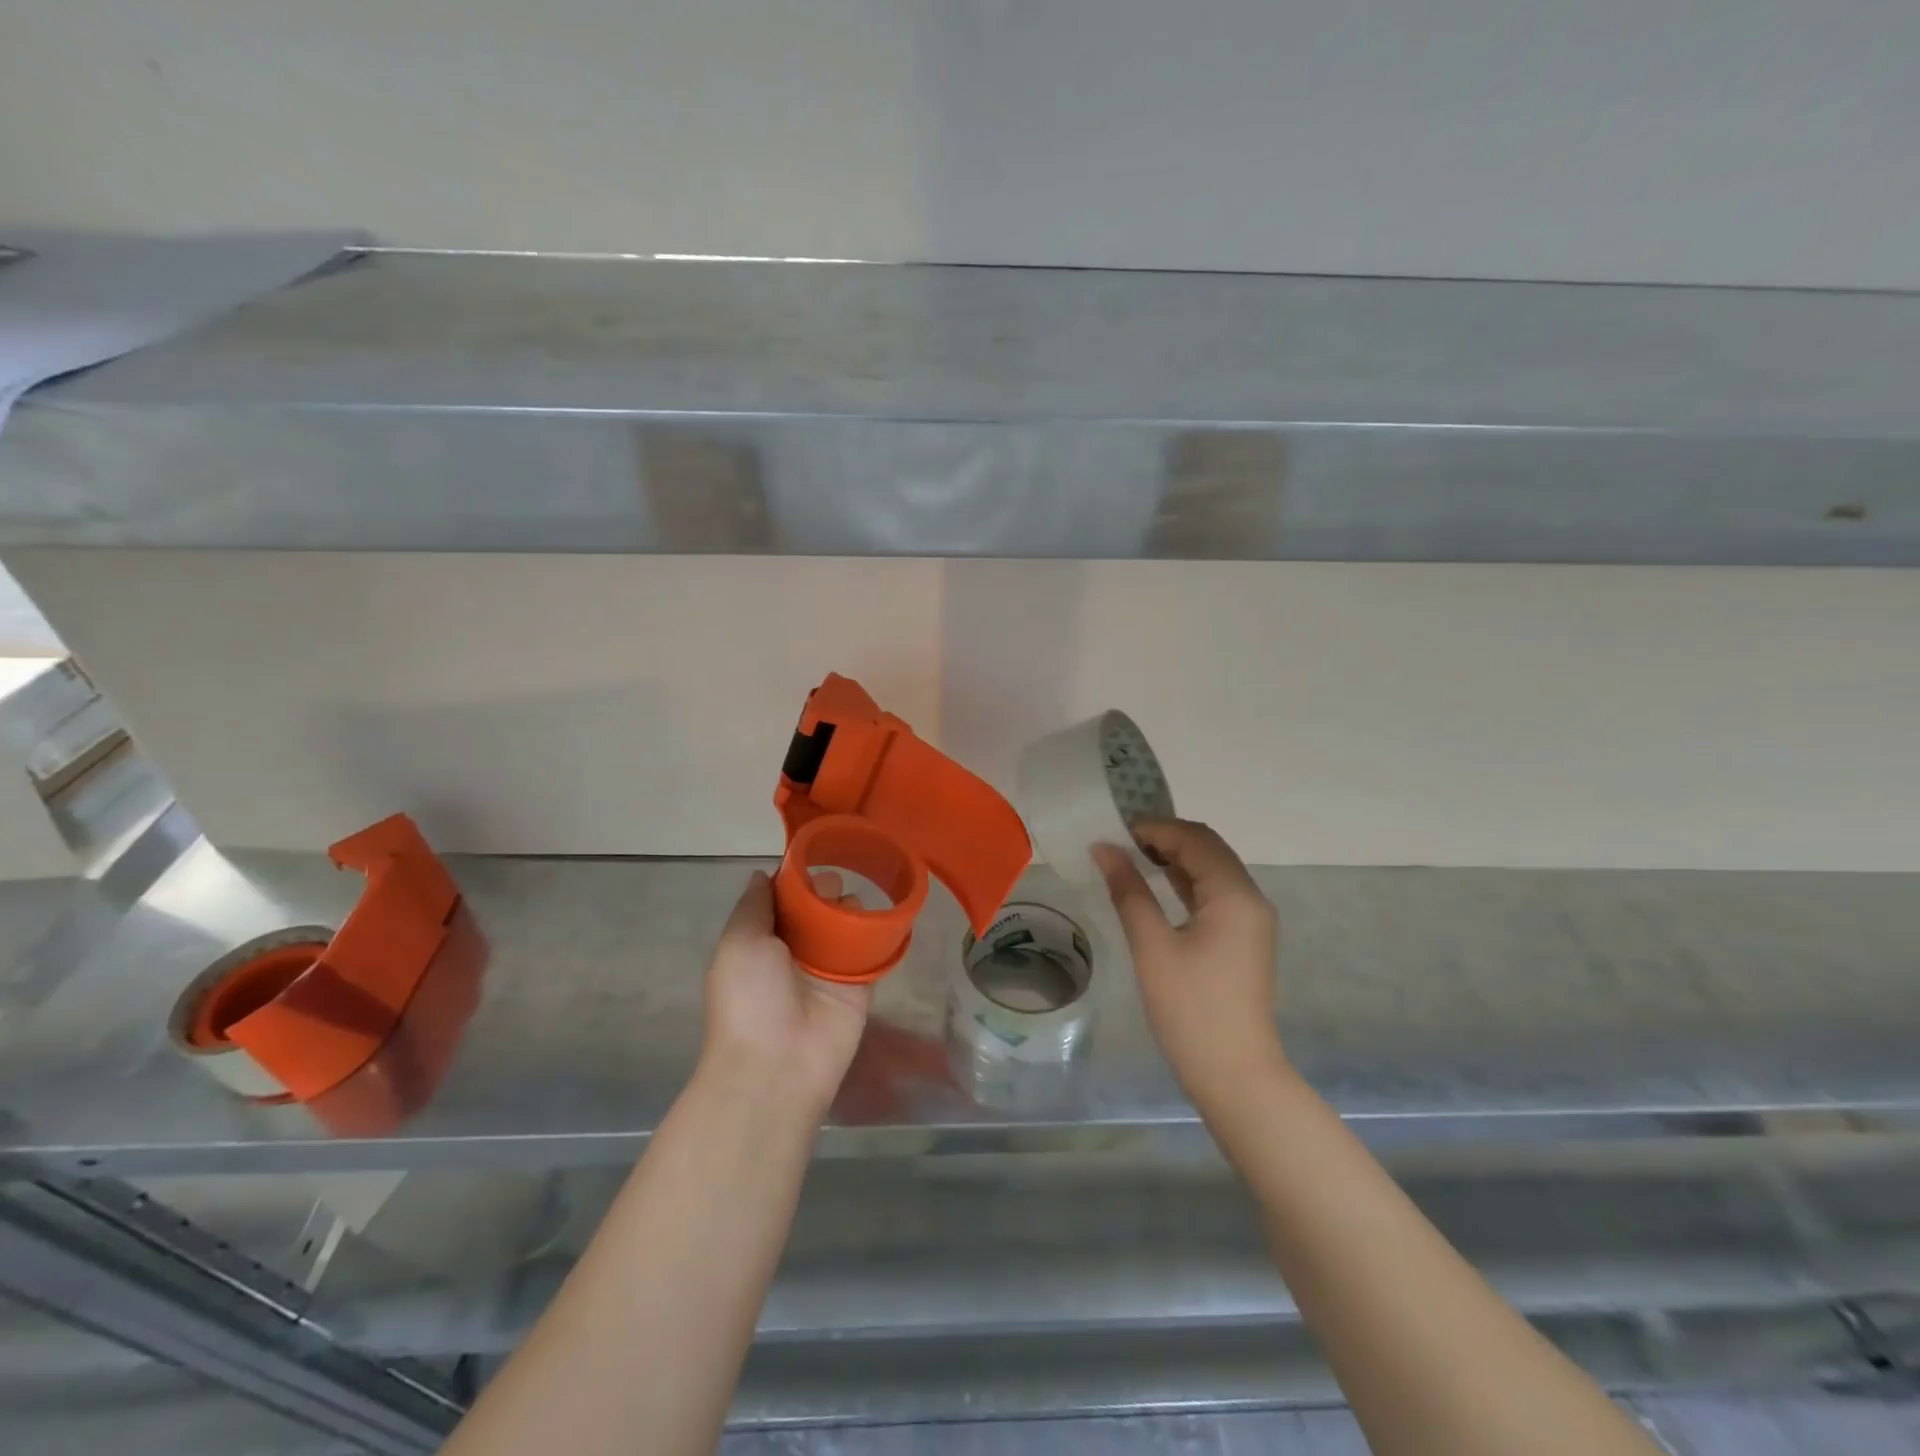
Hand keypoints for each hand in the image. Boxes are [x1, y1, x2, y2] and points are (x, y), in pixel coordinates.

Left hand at [700, 870, 872, 1114]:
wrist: (777, 1065)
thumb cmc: (749, 998)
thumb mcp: (739, 942)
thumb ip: (753, 905)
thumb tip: (762, 874)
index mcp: (762, 942)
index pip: (783, 900)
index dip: (795, 879)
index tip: (809, 858)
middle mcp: (796, 952)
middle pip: (817, 908)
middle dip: (825, 889)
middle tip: (832, 885)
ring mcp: (829, 968)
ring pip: (846, 924)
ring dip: (851, 907)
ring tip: (851, 905)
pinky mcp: (860, 985)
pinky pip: (871, 950)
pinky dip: (878, 932)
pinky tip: (882, 916)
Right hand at [1092, 819, 1285, 1111]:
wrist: (1235, 1074)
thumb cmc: (1190, 1009)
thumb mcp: (1152, 946)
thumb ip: (1128, 890)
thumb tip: (1104, 848)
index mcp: (1233, 894)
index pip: (1194, 839)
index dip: (1153, 828)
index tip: (1112, 832)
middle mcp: (1249, 897)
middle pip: (1207, 848)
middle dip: (1165, 837)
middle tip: (1119, 842)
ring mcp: (1250, 918)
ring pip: (1212, 868)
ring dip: (1175, 856)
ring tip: (1130, 857)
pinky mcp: (1243, 937)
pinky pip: (1214, 892)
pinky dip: (1185, 880)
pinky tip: (1156, 883)